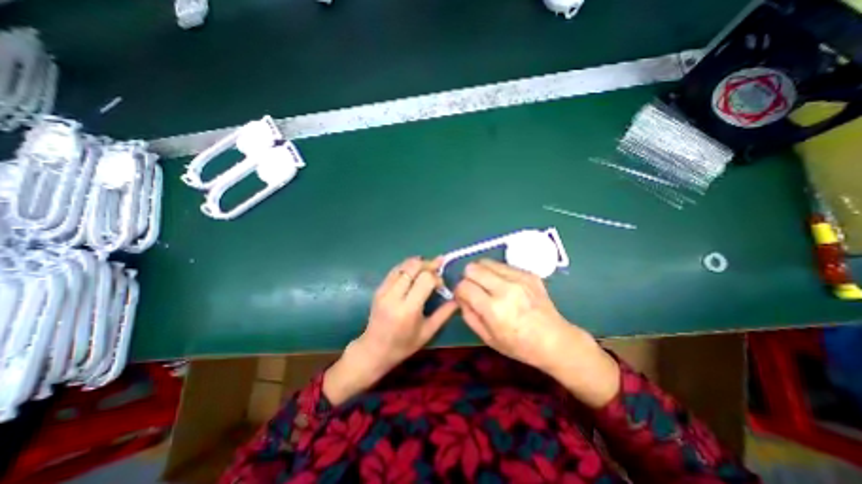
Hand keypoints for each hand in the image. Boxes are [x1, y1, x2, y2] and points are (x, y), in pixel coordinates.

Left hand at [324, 258, 456, 404]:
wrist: (374, 349)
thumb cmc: (403, 345)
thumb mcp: (428, 332)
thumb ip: (444, 313)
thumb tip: (458, 298)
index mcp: (408, 309)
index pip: (425, 279)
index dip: (436, 277)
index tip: (441, 286)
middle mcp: (394, 296)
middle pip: (413, 267)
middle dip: (428, 264)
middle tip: (437, 268)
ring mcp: (384, 290)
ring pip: (403, 265)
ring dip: (418, 263)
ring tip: (428, 268)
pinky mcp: (379, 288)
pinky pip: (395, 270)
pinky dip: (407, 267)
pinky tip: (414, 272)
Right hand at [457, 261, 619, 407]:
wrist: (555, 340)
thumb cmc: (519, 345)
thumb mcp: (488, 338)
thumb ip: (468, 315)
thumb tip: (460, 297)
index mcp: (494, 309)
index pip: (464, 286)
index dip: (458, 291)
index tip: (463, 296)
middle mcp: (506, 289)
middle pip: (472, 268)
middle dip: (467, 277)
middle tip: (473, 288)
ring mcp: (519, 278)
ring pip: (486, 261)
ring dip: (481, 272)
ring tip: (487, 284)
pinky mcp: (529, 274)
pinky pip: (502, 265)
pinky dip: (496, 272)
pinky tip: (504, 285)